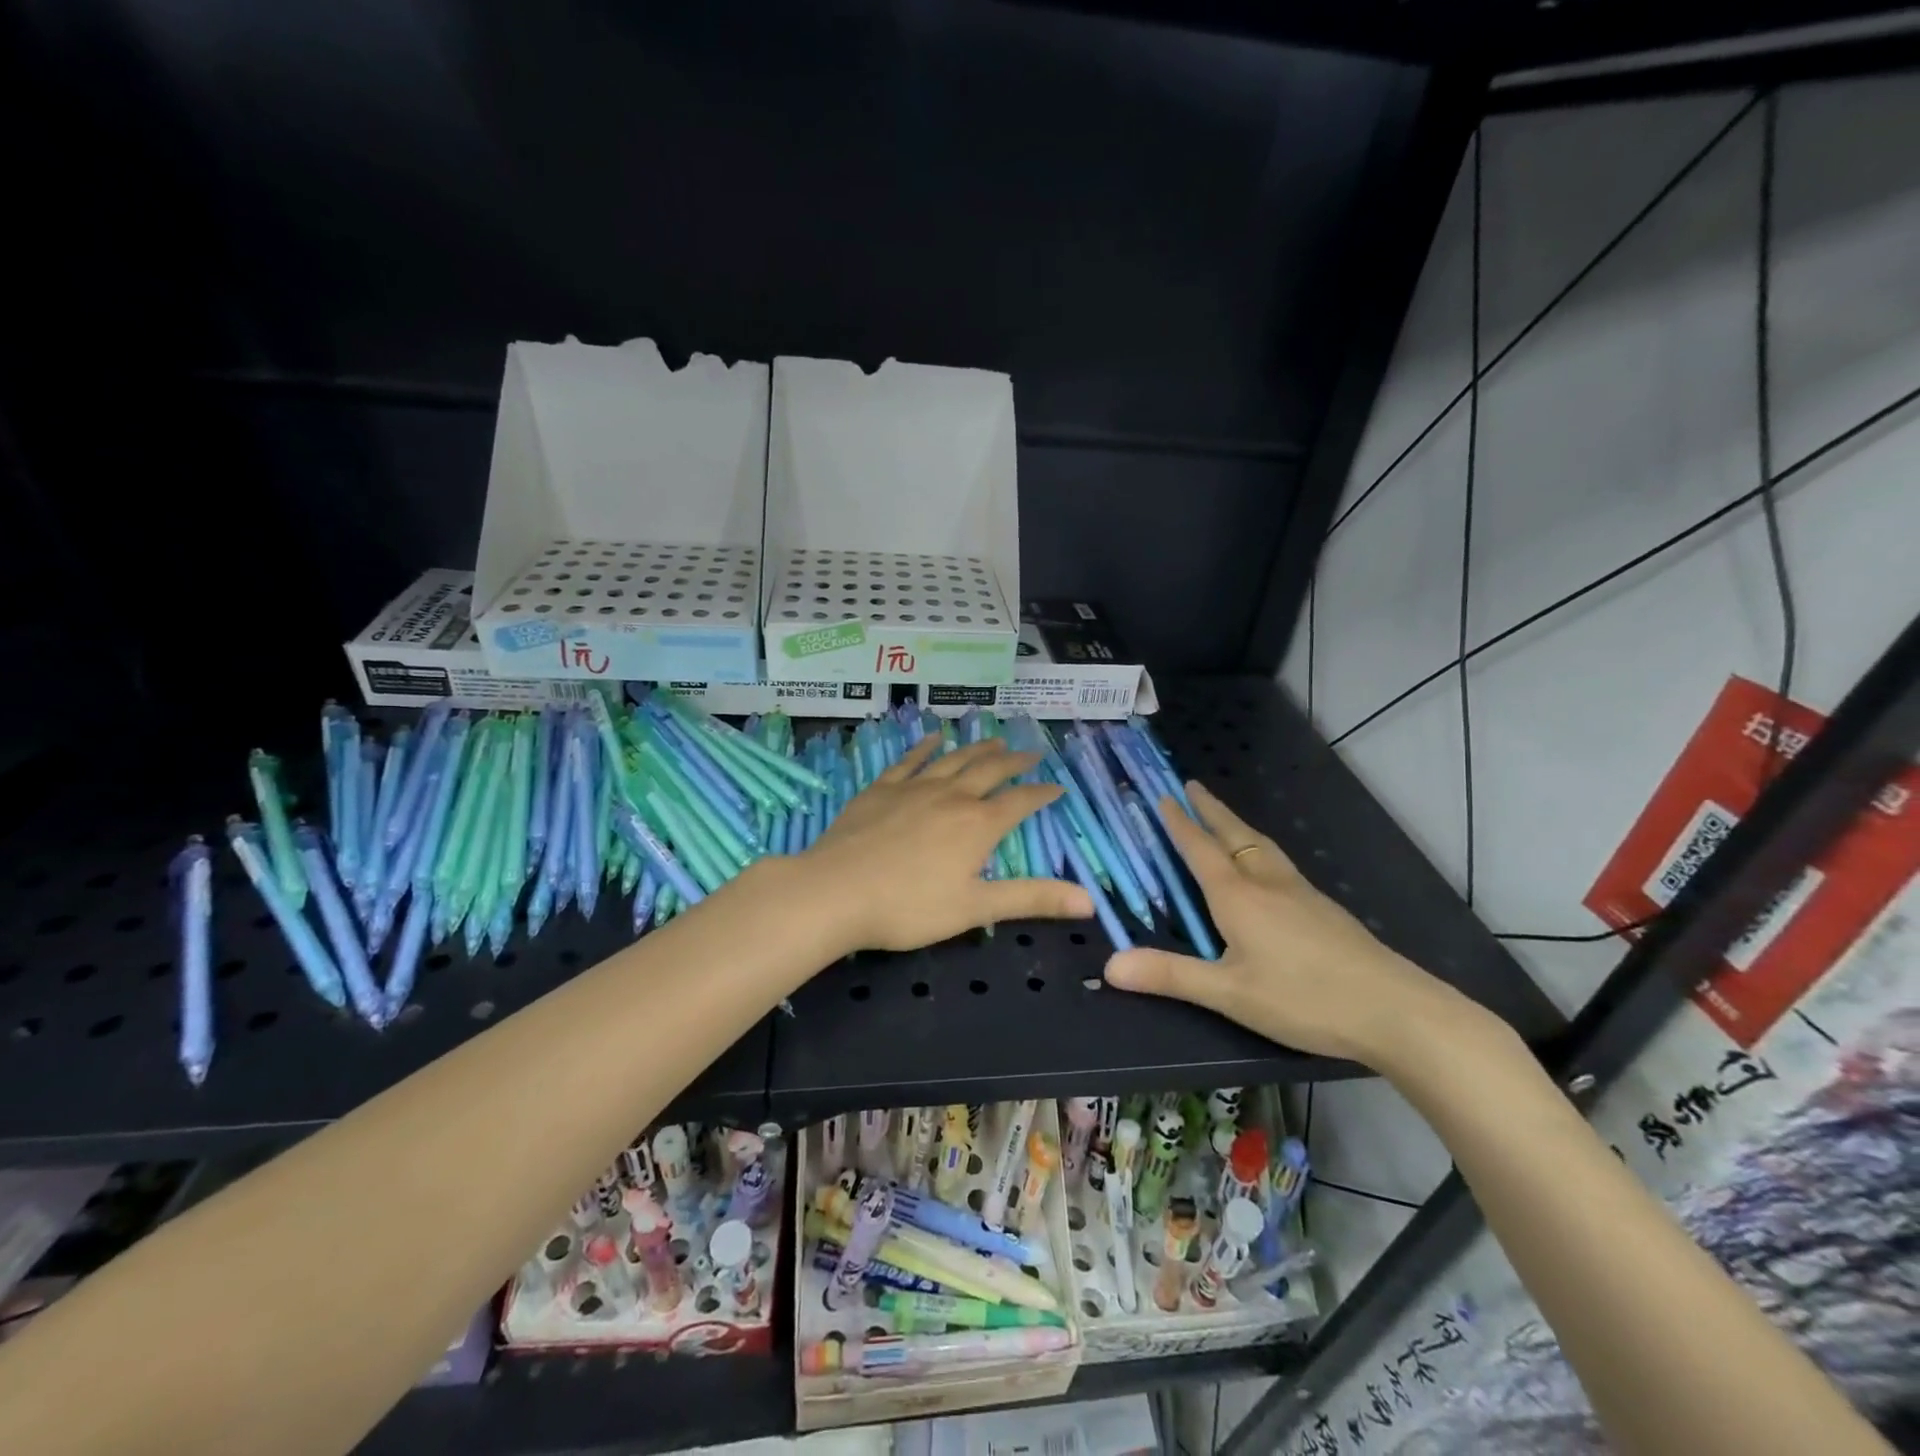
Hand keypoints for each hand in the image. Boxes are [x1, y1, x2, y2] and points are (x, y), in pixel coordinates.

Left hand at [801, 735, 1093, 952]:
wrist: (835, 891)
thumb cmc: (909, 907)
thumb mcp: (976, 908)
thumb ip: (1031, 899)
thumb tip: (1090, 902)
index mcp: (978, 826)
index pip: (1020, 803)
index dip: (1041, 794)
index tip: (1057, 787)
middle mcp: (952, 797)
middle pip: (990, 772)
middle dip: (1015, 762)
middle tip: (1032, 752)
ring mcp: (914, 788)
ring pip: (954, 760)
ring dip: (977, 749)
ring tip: (994, 740)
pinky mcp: (881, 788)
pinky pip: (909, 760)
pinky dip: (925, 746)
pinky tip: (933, 737)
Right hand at [1103, 781, 1465, 1064]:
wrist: (1395, 1010)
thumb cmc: (1303, 998)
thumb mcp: (1228, 993)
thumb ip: (1170, 975)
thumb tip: (1109, 966)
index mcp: (1238, 896)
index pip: (1200, 848)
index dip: (1179, 823)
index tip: (1162, 796)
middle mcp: (1267, 883)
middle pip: (1234, 835)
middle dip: (1209, 810)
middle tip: (1191, 785)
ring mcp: (1301, 893)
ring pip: (1261, 846)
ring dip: (1236, 825)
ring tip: (1224, 818)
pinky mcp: (1324, 909)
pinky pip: (1279, 863)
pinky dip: (1259, 848)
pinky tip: (1266, 868)